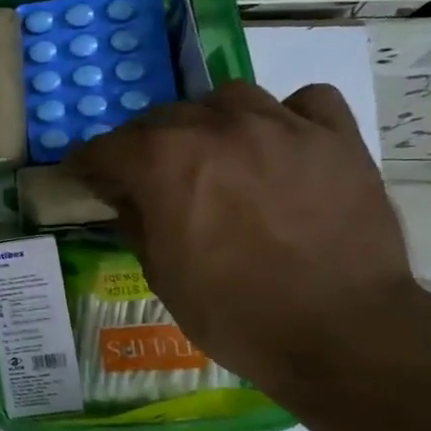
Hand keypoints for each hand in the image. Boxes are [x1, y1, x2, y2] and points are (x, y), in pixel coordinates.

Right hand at [68, 81, 422, 389]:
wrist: (343, 333)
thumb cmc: (234, 312)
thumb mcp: (160, 274)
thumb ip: (136, 221)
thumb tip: (125, 196)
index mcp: (163, 162)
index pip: (107, 147)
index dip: (90, 165)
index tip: (86, 178)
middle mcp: (216, 128)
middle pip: (163, 117)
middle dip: (145, 144)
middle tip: (149, 176)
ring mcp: (282, 127)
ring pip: (229, 97)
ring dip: (210, 120)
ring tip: (217, 151)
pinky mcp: (337, 138)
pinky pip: (305, 102)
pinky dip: (286, 116)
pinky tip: (281, 143)